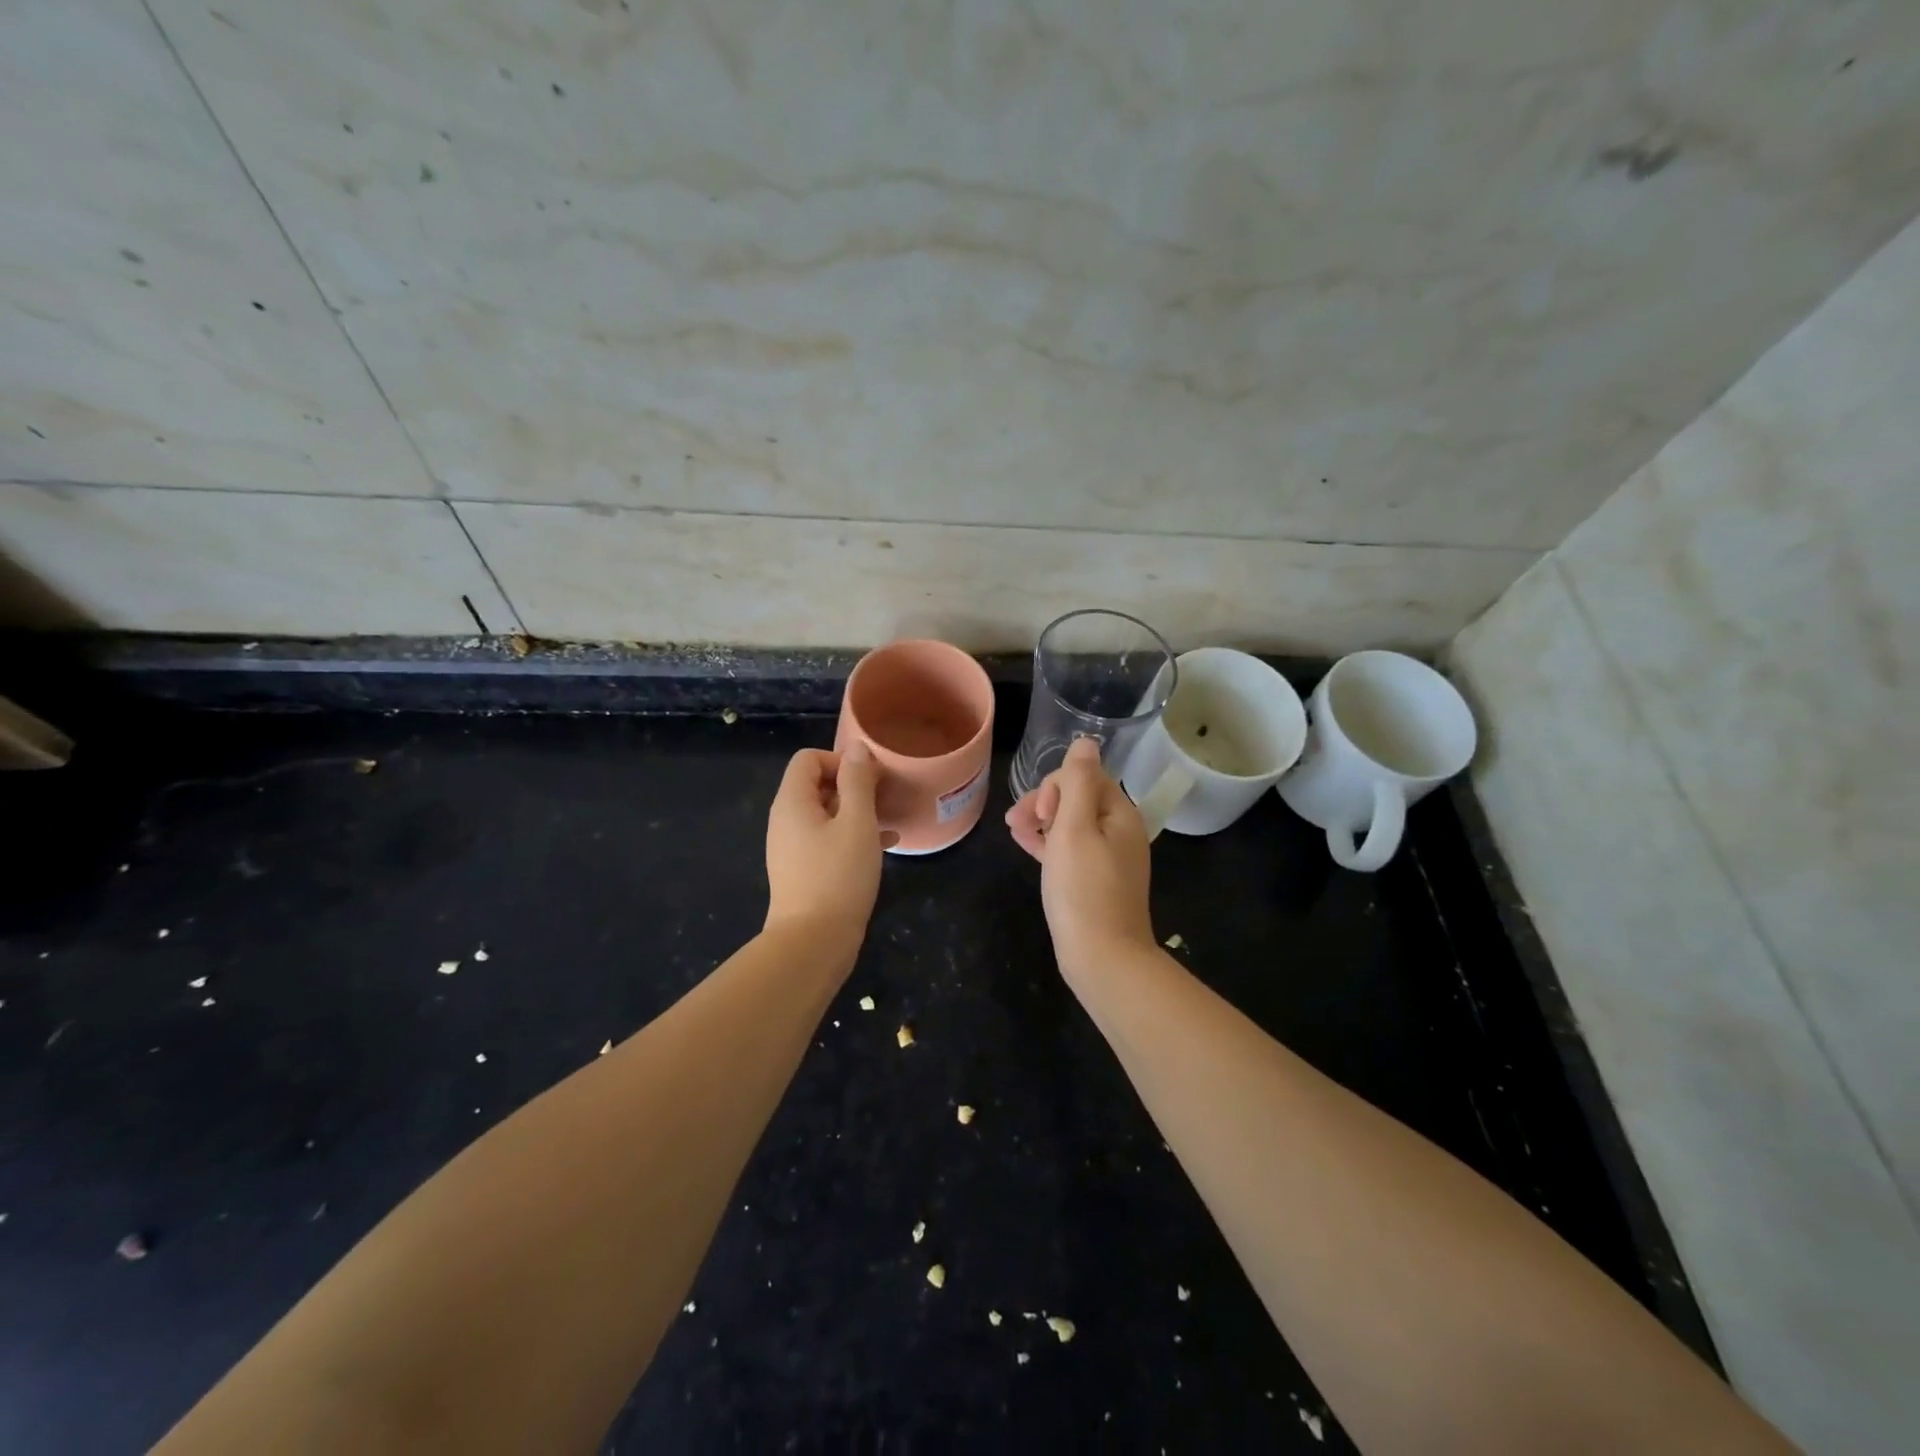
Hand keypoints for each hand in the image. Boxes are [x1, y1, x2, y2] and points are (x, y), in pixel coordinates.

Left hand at [764, 743, 888, 945]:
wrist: (813, 942)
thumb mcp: (857, 822)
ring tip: (890, 818)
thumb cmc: (838, 875)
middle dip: (853, 785)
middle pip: (817, 784)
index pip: (809, 759)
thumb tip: (858, 748)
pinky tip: (886, 846)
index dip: (841, 760)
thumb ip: (858, 781)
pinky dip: (853, 835)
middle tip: (886, 797)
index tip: (871, 779)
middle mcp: (786, 820)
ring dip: (858, 810)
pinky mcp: (804, 870)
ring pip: (827, 813)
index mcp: (792, 802)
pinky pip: (828, 838)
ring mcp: (793, 846)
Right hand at [1006, 737, 1155, 980]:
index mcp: (1120, 814)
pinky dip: (1049, 844)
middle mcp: (1120, 831)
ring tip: (1013, 832)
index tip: (1038, 813)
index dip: (1055, 786)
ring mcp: (1110, 858)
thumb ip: (1079, 783)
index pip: (1085, 776)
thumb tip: (1086, 741)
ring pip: (1072, 824)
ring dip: (1041, 821)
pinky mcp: (1097, 881)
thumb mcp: (1075, 829)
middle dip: (1044, 802)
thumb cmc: (1083, 890)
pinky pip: (1071, 850)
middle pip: (1078, 798)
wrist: (1103, 958)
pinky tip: (1026, 845)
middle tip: (1016, 822)